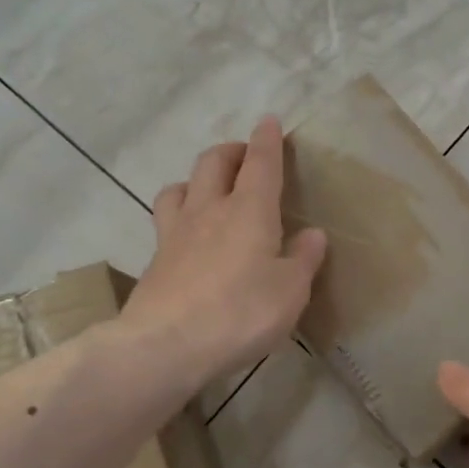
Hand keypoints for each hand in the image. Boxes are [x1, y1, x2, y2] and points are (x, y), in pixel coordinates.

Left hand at [121, 116, 327, 390]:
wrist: (165, 345)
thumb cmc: (240, 313)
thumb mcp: (290, 292)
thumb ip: (303, 259)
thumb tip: (313, 234)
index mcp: (249, 211)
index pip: (260, 163)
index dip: (267, 140)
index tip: (269, 121)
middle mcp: (209, 210)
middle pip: (213, 162)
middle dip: (231, 151)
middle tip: (245, 156)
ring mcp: (175, 233)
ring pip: (181, 186)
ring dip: (197, 179)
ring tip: (209, 190)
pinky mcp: (156, 259)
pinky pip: (167, 220)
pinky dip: (181, 214)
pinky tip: (188, 235)